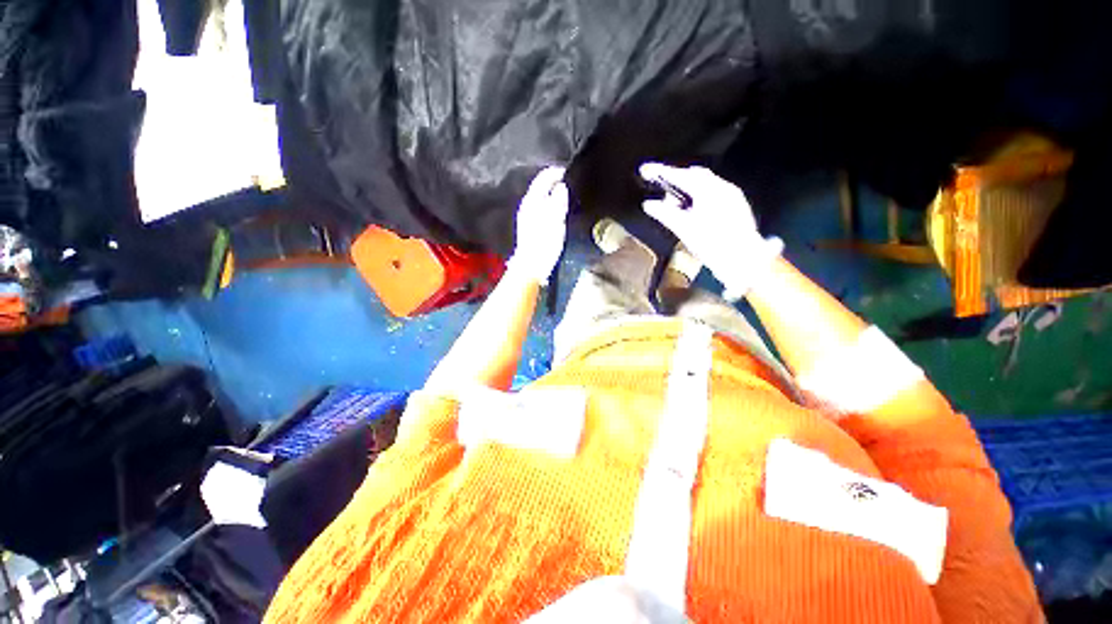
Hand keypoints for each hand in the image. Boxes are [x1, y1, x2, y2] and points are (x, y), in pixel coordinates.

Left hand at [509, 166, 569, 283]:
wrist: (531, 266)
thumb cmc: (544, 243)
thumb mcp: (555, 221)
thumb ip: (558, 201)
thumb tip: (561, 186)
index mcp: (532, 201)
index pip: (543, 178)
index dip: (557, 172)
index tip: (570, 173)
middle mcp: (527, 205)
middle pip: (541, 187)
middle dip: (556, 183)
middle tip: (571, 186)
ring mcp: (527, 216)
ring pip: (542, 198)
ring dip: (554, 195)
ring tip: (568, 198)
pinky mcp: (530, 226)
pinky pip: (542, 208)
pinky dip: (551, 206)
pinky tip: (559, 213)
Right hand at [640, 162, 781, 297]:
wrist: (743, 260)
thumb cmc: (712, 244)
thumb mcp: (683, 229)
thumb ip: (665, 213)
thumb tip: (649, 204)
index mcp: (709, 190)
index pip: (681, 176)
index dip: (662, 173)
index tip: (646, 170)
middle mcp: (723, 188)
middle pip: (695, 176)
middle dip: (677, 180)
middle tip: (662, 189)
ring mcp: (733, 196)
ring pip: (706, 185)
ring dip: (689, 190)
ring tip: (676, 205)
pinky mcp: (737, 206)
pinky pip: (715, 194)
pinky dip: (700, 197)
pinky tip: (693, 211)